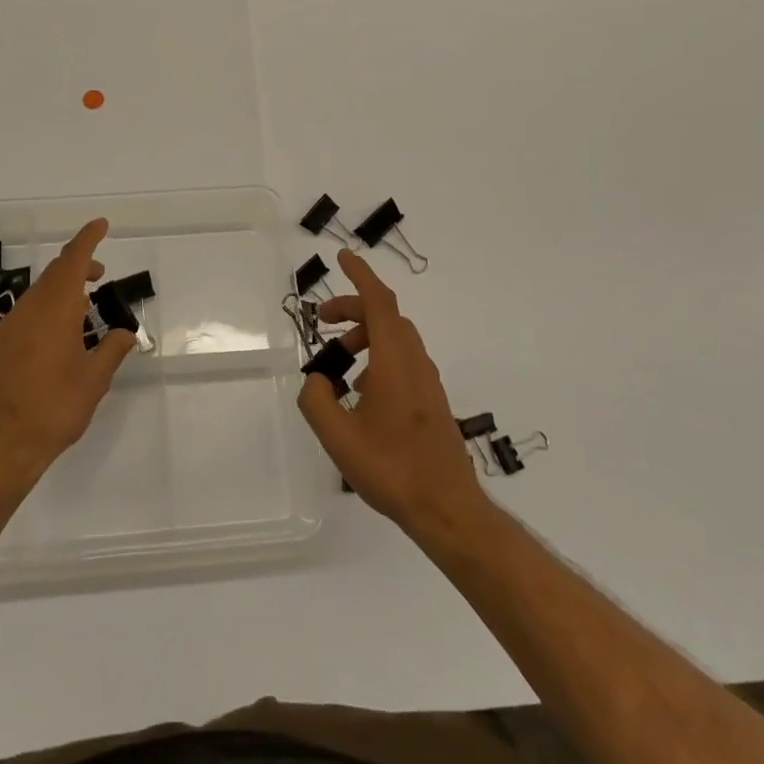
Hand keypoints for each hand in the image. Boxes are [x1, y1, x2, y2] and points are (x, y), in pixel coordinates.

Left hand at [0, 218, 135, 488]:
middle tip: (100, 274)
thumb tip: (125, 333)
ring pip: (39, 292)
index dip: (88, 239)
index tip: (101, 225)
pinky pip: (28, 312)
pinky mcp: (0, 346)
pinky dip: (48, 308)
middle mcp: (29, 310)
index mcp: (55, 310)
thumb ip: (112, 350)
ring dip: (62, 289)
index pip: (72, 261)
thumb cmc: (54, 408)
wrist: (0, 444)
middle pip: (54, 273)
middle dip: (78, 265)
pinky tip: (60, 333)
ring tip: (85, 306)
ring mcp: (10, 327)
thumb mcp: (94, 380)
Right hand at [297, 249, 487, 532]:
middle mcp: (415, 362)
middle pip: (386, 316)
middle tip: (322, 320)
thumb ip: (316, 400)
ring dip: (365, 335)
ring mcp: (427, 380)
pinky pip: (402, 359)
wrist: (446, 507)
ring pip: (395, 338)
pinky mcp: (431, 399)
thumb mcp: (338, 436)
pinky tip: (361, 390)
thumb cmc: (391, 468)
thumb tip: (318, 380)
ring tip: (338, 361)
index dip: (360, 275)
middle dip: (353, 308)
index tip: (343, 257)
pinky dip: (377, 356)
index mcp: (394, 361)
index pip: (379, 302)